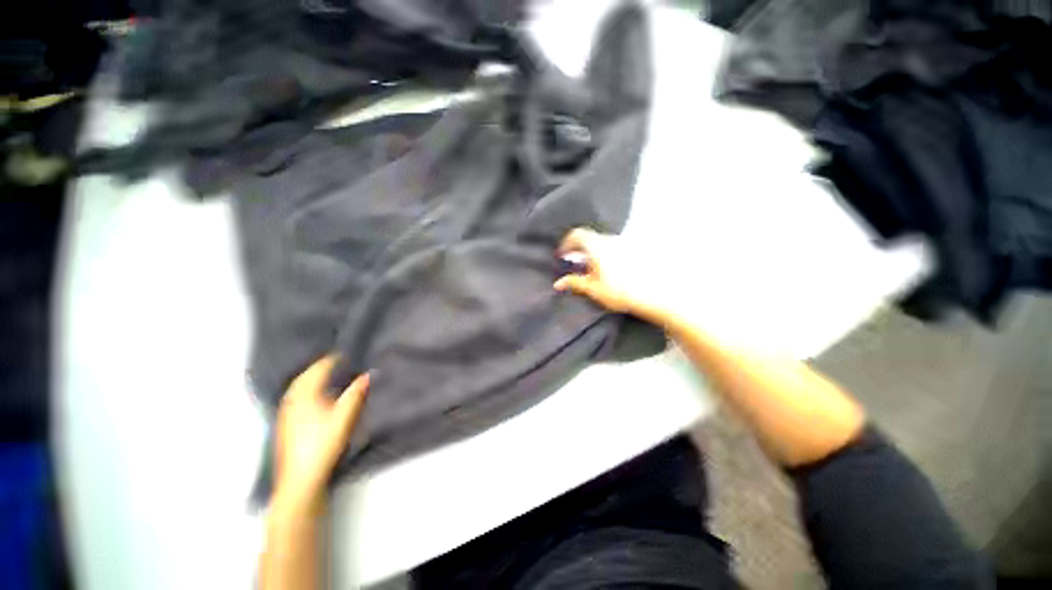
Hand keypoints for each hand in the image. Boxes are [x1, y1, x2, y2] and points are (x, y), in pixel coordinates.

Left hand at [273, 355, 369, 511]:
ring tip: (327, 375)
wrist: (301, 478)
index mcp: (305, 394)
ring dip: (312, 377)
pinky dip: (306, 389)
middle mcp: (292, 399)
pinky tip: (314, 397)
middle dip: (320, 366)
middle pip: (305, 376)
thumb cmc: (323, 443)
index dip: (333, 359)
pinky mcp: (286, 423)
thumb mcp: (345, 416)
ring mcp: (286, 412)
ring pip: (298, 387)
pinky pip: (295, 397)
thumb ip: (357, 393)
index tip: (347, 353)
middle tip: (337, 361)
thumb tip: (369, 373)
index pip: (318, 368)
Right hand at [554, 227, 665, 321]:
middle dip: (579, 250)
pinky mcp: (635, 251)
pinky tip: (608, 271)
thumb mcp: (592, 288)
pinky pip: (614, 249)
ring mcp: (624, 245)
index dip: (566, 243)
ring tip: (591, 270)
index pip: (577, 234)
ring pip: (602, 244)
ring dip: (593, 253)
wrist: (653, 294)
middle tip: (574, 264)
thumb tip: (558, 284)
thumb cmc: (620, 291)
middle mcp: (610, 241)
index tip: (563, 255)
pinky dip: (605, 256)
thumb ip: (574, 283)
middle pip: (590, 239)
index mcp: (597, 246)